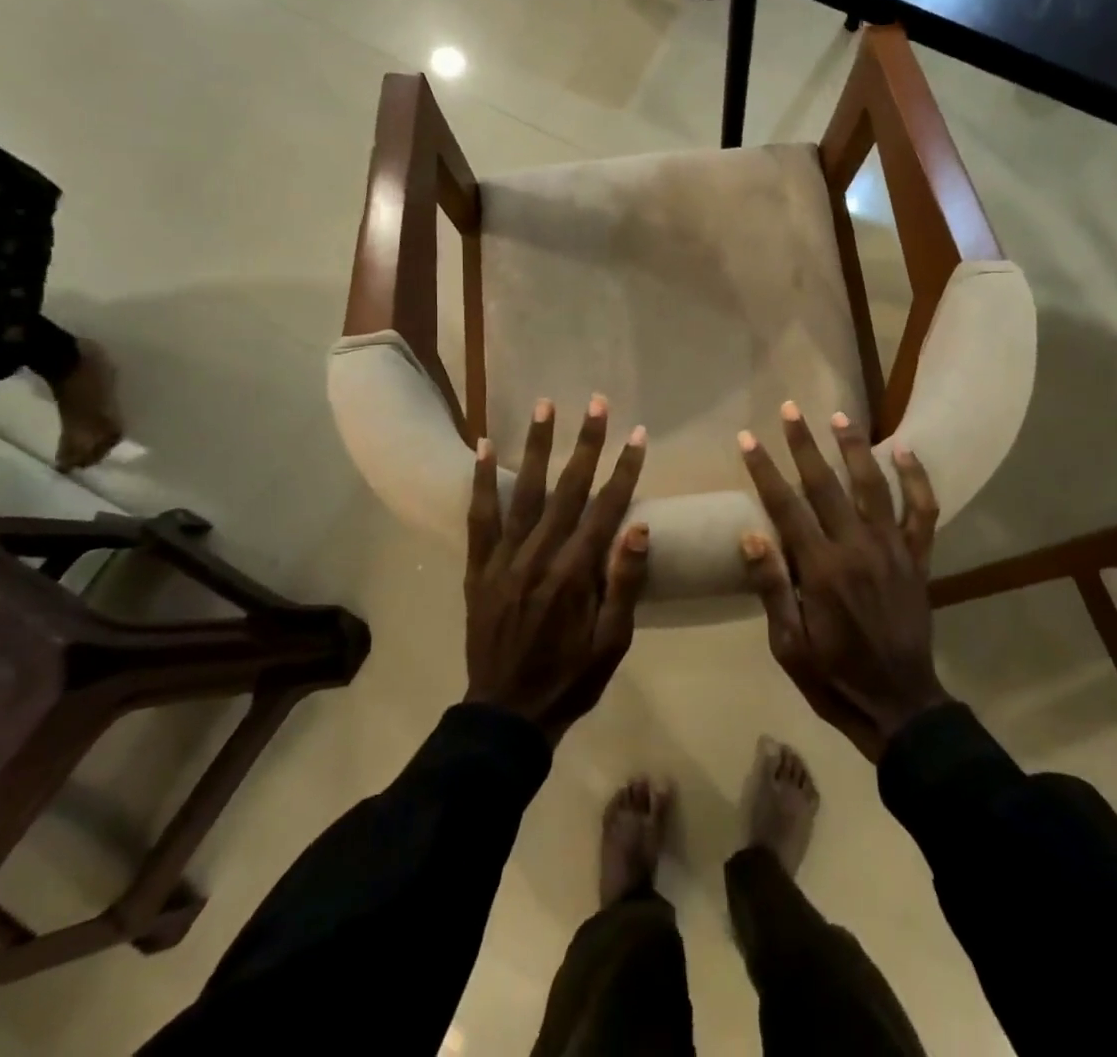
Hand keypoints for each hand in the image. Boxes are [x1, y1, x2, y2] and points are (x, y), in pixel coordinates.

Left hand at [465, 395, 649, 745]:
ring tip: (545, 406)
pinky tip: (485, 447)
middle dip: (586, 442)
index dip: (625, 469)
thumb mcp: (613, 642)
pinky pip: (479, 517)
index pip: (606, 508)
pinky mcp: (478, 567)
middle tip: (596, 403)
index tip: (638, 434)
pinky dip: (482, 480)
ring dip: (537, 446)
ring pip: (525, 491)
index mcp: (576, 573)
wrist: (507, 713)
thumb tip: (638, 525)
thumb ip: (624, 582)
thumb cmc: (571, 677)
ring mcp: (504, 559)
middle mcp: (539, 555)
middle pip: (568, 488)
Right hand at [739, 402, 950, 761]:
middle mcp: (856, 548)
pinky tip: (904, 450)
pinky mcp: (917, 558)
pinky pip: (922, 511)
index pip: (785, 506)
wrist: (899, 704)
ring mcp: (892, 549)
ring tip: (838, 417)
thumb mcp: (789, 645)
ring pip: (872, 485)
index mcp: (820, 570)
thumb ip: (772, 587)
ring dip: (853, 448)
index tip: (747, 439)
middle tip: (789, 409)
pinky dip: (916, 479)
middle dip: (803, 444)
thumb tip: (750, 535)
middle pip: (825, 484)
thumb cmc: (834, 677)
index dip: (764, 470)